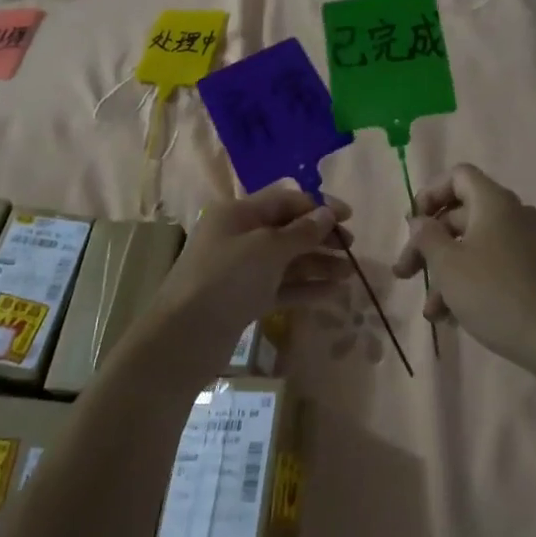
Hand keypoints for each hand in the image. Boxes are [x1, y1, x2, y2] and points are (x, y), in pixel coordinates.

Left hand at [145, 184, 351, 362]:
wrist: (185, 336)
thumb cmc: (226, 279)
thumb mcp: (267, 249)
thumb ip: (301, 232)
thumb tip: (327, 214)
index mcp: (239, 213)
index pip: (285, 200)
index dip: (318, 206)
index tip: (348, 217)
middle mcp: (240, 236)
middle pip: (287, 229)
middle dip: (321, 236)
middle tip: (351, 248)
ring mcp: (242, 269)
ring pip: (287, 260)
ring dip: (318, 263)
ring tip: (349, 274)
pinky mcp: (245, 298)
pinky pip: (281, 286)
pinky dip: (305, 288)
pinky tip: (332, 293)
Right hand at [392, 164, 535, 381]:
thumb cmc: (496, 293)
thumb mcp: (448, 264)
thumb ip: (426, 237)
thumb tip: (420, 221)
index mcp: (493, 202)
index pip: (458, 176)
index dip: (429, 194)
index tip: (412, 225)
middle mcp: (512, 215)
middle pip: (460, 215)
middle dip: (427, 244)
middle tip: (405, 273)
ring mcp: (526, 245)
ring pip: (473, 246)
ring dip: (444, 273)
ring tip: (429, 311)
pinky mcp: (533, 273)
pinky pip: (491, 266)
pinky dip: (468, 283)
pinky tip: (451, 317)